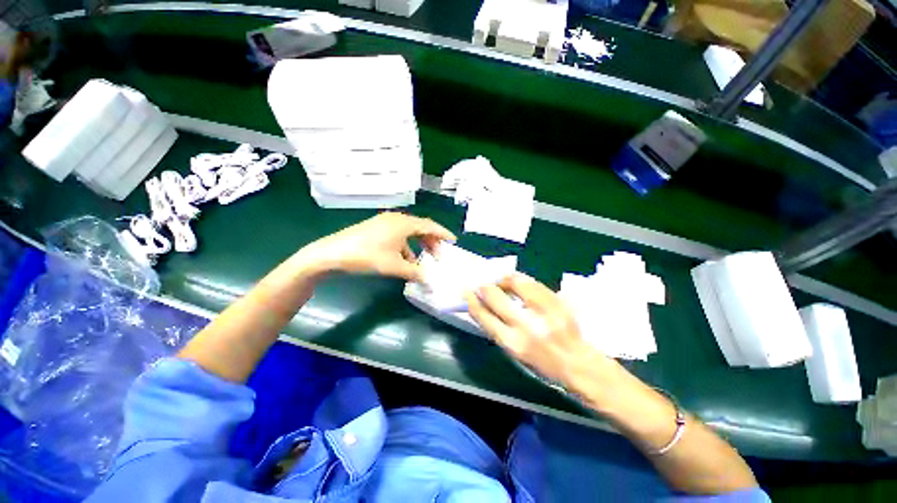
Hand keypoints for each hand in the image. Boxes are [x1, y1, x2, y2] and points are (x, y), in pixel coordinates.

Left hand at [301, 212, 454, 280]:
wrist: (331, 254)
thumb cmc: (366, 256)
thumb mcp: (394, 266)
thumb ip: (414, 272)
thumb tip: (428, 280)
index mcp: (403, 223)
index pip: (430, 226)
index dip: (443, 234)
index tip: (453, 242)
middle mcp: (396, 219)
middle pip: (420, 228)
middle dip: (431, 242)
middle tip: (438, 255)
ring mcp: (385, 223)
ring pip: (409, 233)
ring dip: (418, 245)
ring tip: (424, 260)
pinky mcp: (376, 229)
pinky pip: (398, 236)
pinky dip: (405, 247)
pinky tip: (405, 260)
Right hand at [465, 274, 618, 387]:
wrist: (580, 364)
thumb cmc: (543, 363)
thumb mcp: (515, 352)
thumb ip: (498, 328)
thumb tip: (484, 304)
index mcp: (513, 343)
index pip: (484, 316)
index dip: (473, 301)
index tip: (467, 291)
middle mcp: (527, 326)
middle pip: (496, 297)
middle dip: (485, 287)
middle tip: (482, 285)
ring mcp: (544, 311)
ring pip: (516, 282)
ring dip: (504, 280)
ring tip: (501, 282)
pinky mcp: (558, 301)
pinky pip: (534, 283)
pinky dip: (522, 280)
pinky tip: (520, 284)